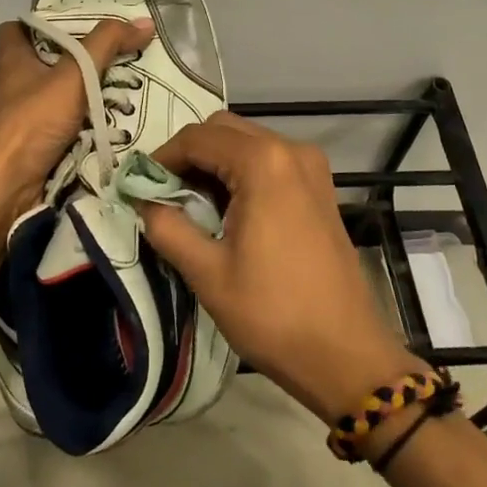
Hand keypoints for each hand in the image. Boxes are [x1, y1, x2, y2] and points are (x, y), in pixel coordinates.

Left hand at [0, 17, 153, 220]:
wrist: (3, 189)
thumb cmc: (31, 122)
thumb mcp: (74, 74)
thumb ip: (107, 45)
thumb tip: (144, 21)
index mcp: (13, 59)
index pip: (17, 28)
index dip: (42, 22)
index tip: (77, 24)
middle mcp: (13, 85)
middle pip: (45, 62)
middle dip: (77, 60)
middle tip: (115, 55)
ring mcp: (21, 118)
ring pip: (57, 96)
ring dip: (84, 94)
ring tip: (125, 87)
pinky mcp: (32, 146)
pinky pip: (62, 126)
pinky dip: (83, 124)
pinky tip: (112, 122)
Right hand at [143, 112, 422, 421]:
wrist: (345, 355)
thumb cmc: (273, 313)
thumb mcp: (207, 272)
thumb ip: (166, 226)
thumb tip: (141, 200)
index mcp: (263, 162)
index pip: (197, 138)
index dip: (162, 157)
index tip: (140, 187)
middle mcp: (291, 150)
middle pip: (223, 130)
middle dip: (189, 156)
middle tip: (164, 195)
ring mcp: (311, 167)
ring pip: (247, 143)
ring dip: (214, 163)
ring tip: (191, 207)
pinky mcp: (320, 187)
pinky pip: (269, 161)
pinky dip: (241, 173)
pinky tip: (227, 211)